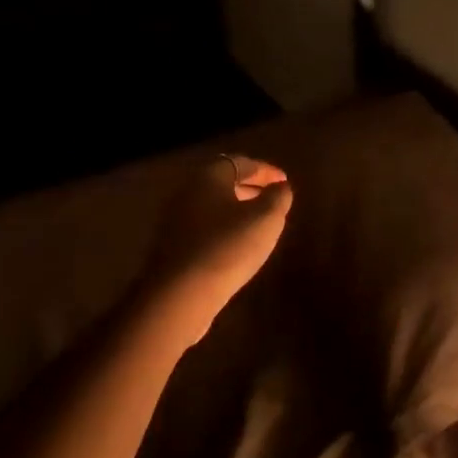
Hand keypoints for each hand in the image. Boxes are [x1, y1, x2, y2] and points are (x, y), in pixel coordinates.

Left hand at [142, 154, 292, 346]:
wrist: (180, 295)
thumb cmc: (227, 247)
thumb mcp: (265, 219)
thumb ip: (278, 197)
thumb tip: (280, 187)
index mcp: (208, 178)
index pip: (240, 163)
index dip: (265, 170)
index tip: (284, 180)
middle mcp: (187, 193)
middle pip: (222, 182)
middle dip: (249, 186)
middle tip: (272, 196)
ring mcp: (176, 221)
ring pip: (212, 206)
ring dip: (236, 208)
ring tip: (258, 221)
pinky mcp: (173, 247)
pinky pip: (204, 227)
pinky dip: (223, 227)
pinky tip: (237, 244)